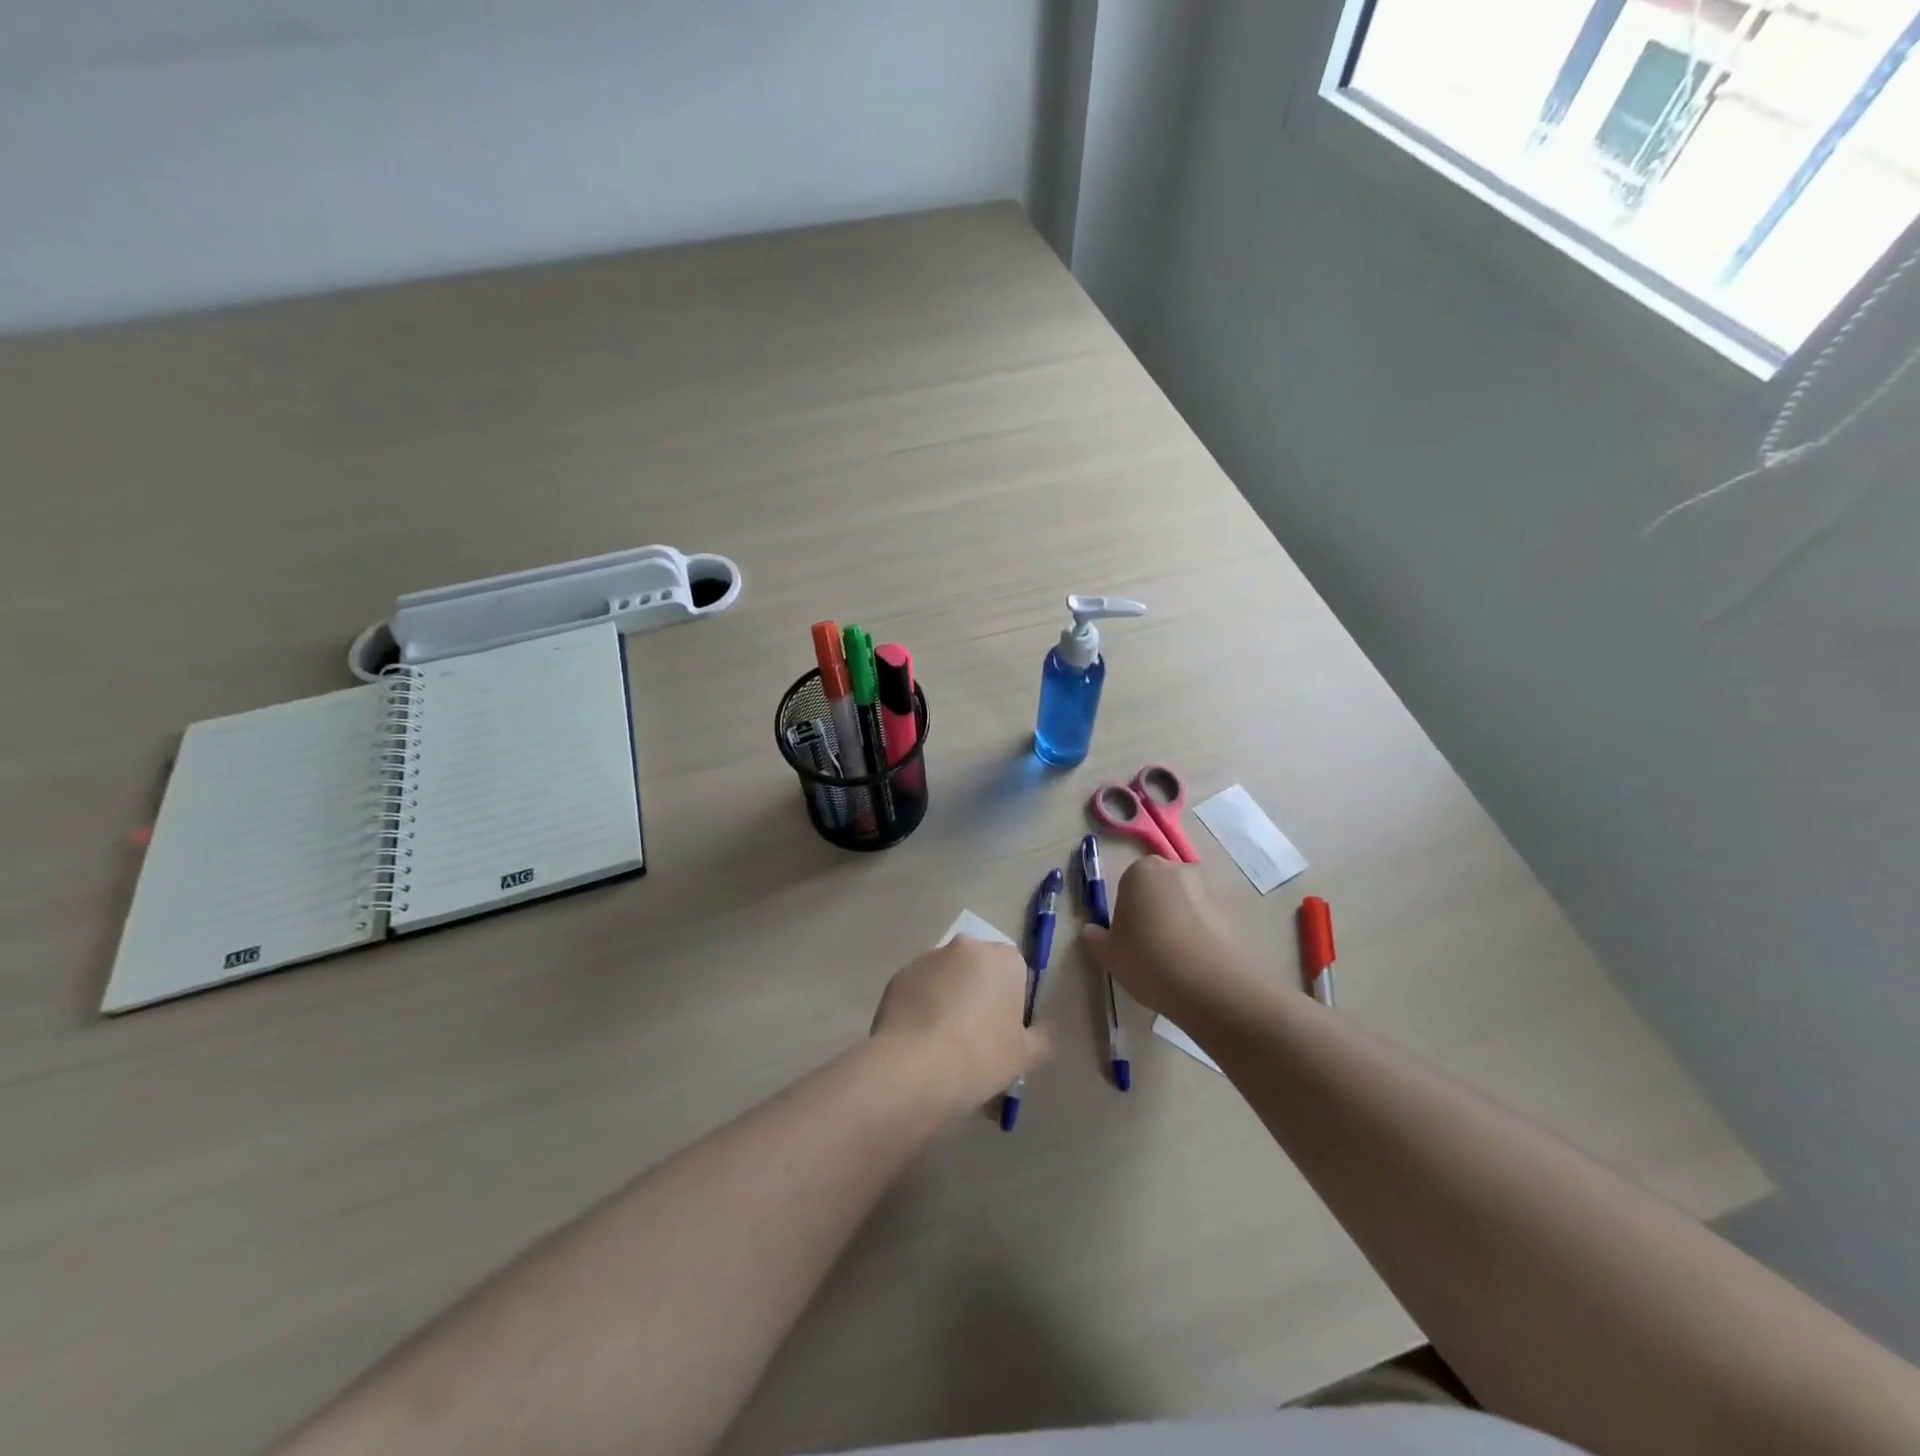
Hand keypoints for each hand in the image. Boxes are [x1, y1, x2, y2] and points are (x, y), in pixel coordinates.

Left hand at [870, 937, 1052, 1110]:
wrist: (915, 1068)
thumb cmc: (981, 1056)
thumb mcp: (1026, 1056)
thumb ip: (1043, 1038)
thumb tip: (1045, 1031)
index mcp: (1003, 958)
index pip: (1016, 971)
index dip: (1012, 1001)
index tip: (1005, 1031)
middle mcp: (966, 946)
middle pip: (980, 969)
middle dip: (980, 994)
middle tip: (976, 1036)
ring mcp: (928, 958)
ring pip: (947, 976)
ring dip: (950, 997)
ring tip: (944, 1041)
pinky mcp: (900, 976)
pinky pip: (919, 988)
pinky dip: (922, 1006)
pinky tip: (920, 1040)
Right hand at [1081, 858, 1259, 1017]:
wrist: (1215, 987)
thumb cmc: (1150, 961)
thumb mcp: (1109, 955)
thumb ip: (1095, 938)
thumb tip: (1091, 930)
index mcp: (1142, 871)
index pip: (1126, 886)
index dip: (1125, 914)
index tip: (1126, 941)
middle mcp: (1177, 870)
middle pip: (1157, 890)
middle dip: (1152, 913)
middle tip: (1148, 950)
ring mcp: (1209, 890)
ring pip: (1183, 906)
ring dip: (1177, 925)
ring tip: (1175, 963)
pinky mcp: (1232, 914)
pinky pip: (1205, 923)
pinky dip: (1199, 937)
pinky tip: (1195, 967)